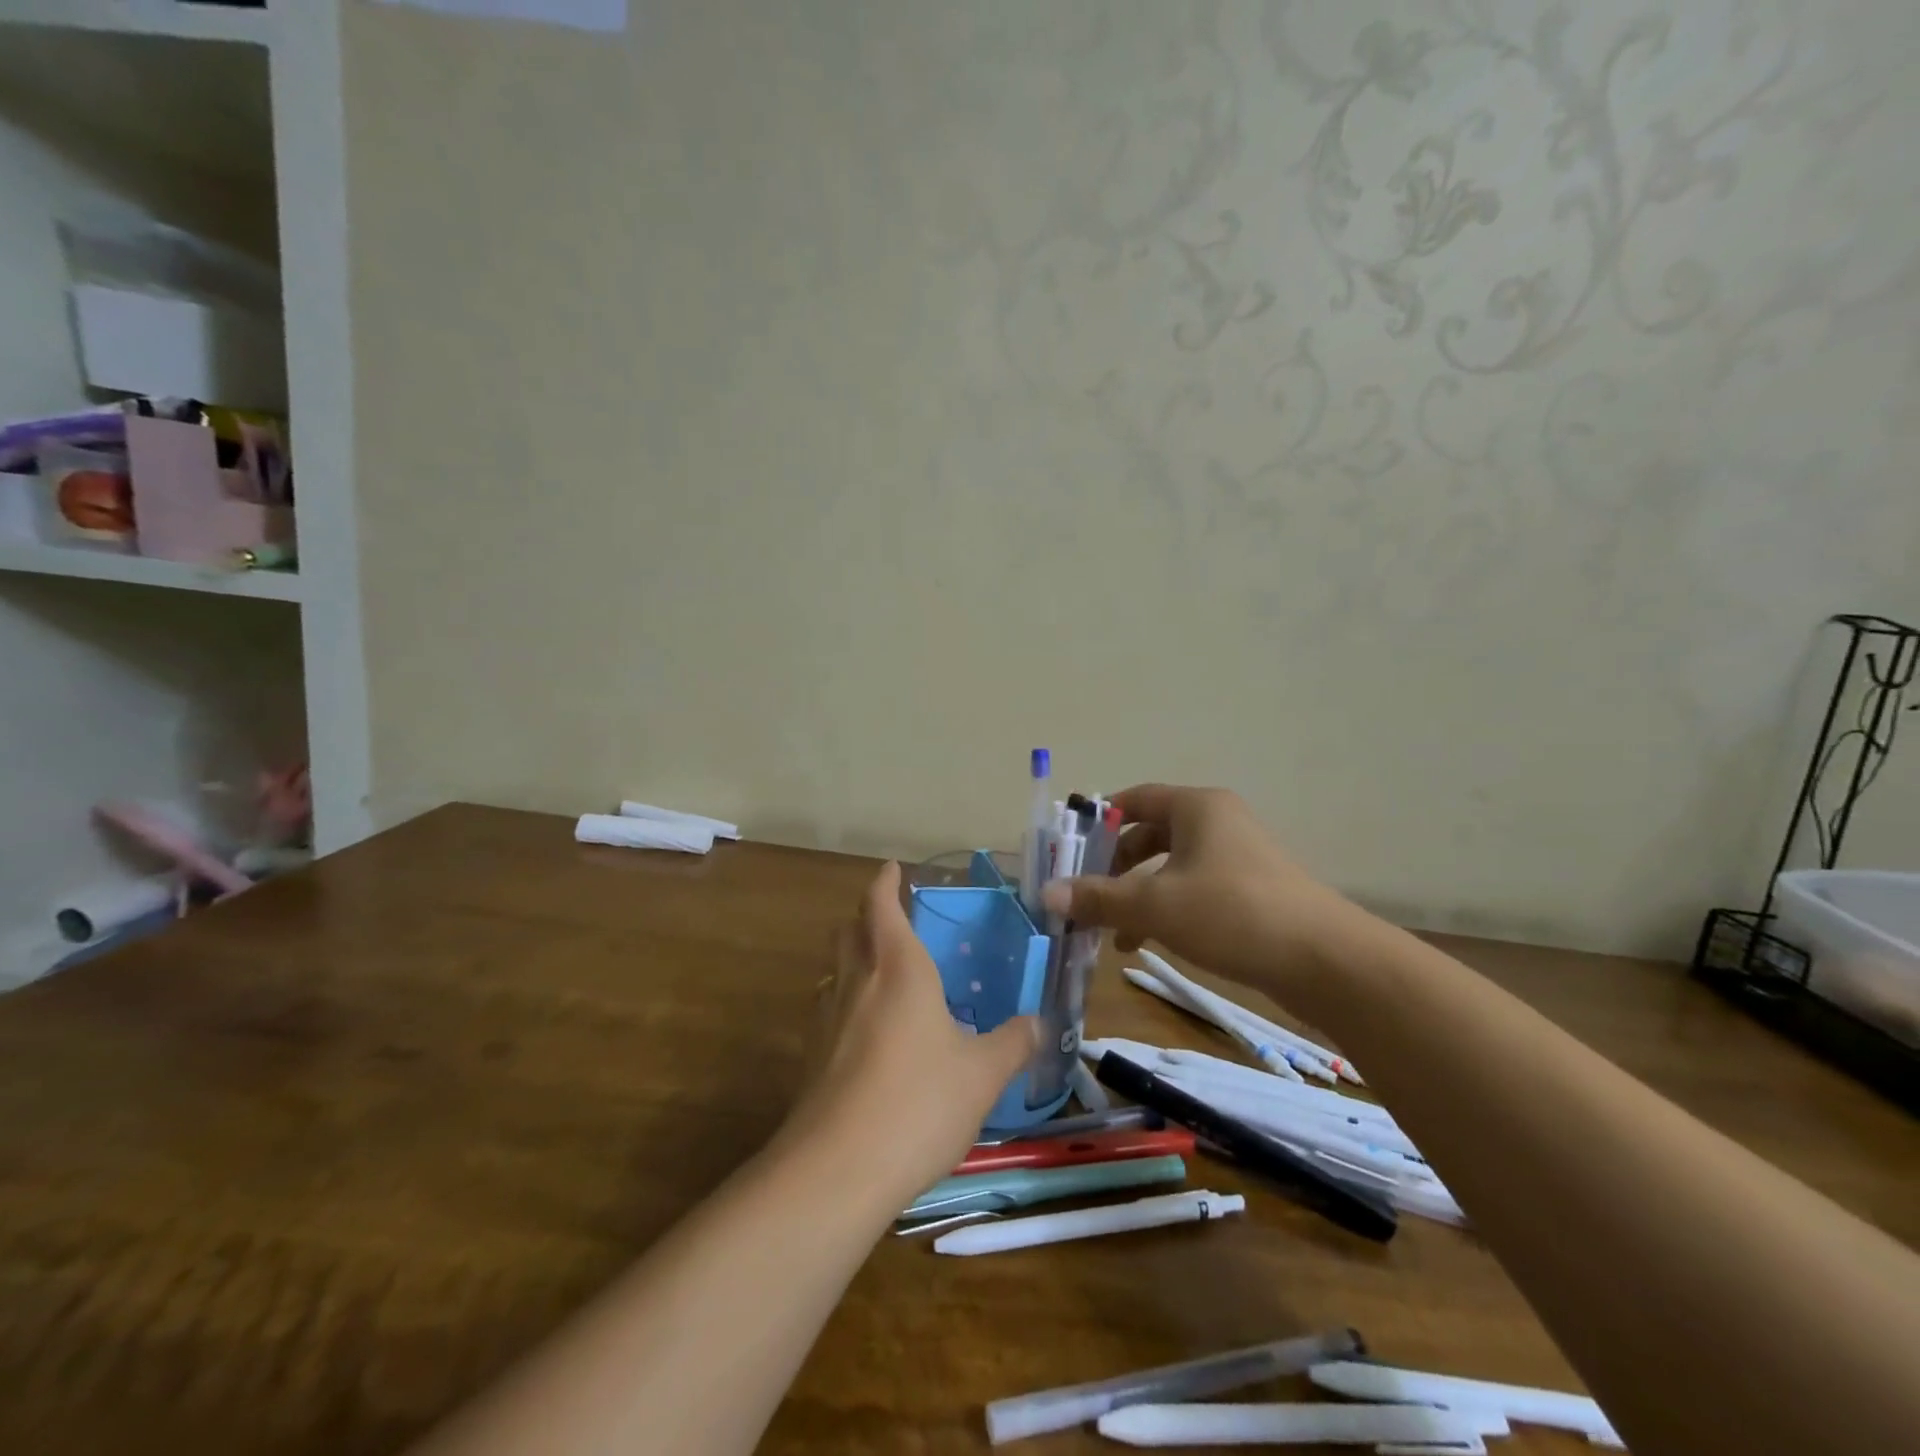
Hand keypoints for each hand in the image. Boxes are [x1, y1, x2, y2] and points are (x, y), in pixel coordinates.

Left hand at [787, 862, 1038, 1202]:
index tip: (893, 869)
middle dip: (867, 916)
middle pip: (849, 929)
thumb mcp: (983, 1074)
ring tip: (884, 977)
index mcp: (899, 968)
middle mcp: (856, 981)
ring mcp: (826, 1018)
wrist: (836, 1169)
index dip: (886, 883)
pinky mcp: (810, 1057)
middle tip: (893, 921)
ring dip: (854, 959)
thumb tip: (1038, 1023)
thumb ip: (1013, 1043)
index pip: (881, 905)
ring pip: (835, 969)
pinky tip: (869, 1035)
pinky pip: (829, 1010)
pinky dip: (847, 1003)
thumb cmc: (918, 1102)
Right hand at [1041, 784, 1358, 994]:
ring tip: (1111, 933)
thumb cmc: (1232, 913)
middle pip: (1150, 835)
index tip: (1070, 849)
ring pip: (1170, 868)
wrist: (1326, 960)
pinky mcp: (1251, 891)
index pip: (1135, 799)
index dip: (1099, 820)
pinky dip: (1166, 909)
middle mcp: (1217, 822)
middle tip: (1086, 895)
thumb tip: (1046, 895)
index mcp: (1197, 807)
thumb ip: (1098, 898)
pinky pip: (1193, 890)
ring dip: (1137, 895)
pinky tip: (1148, 942)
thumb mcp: (1155, 905)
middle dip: (1114, 867)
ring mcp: (1238, 857)